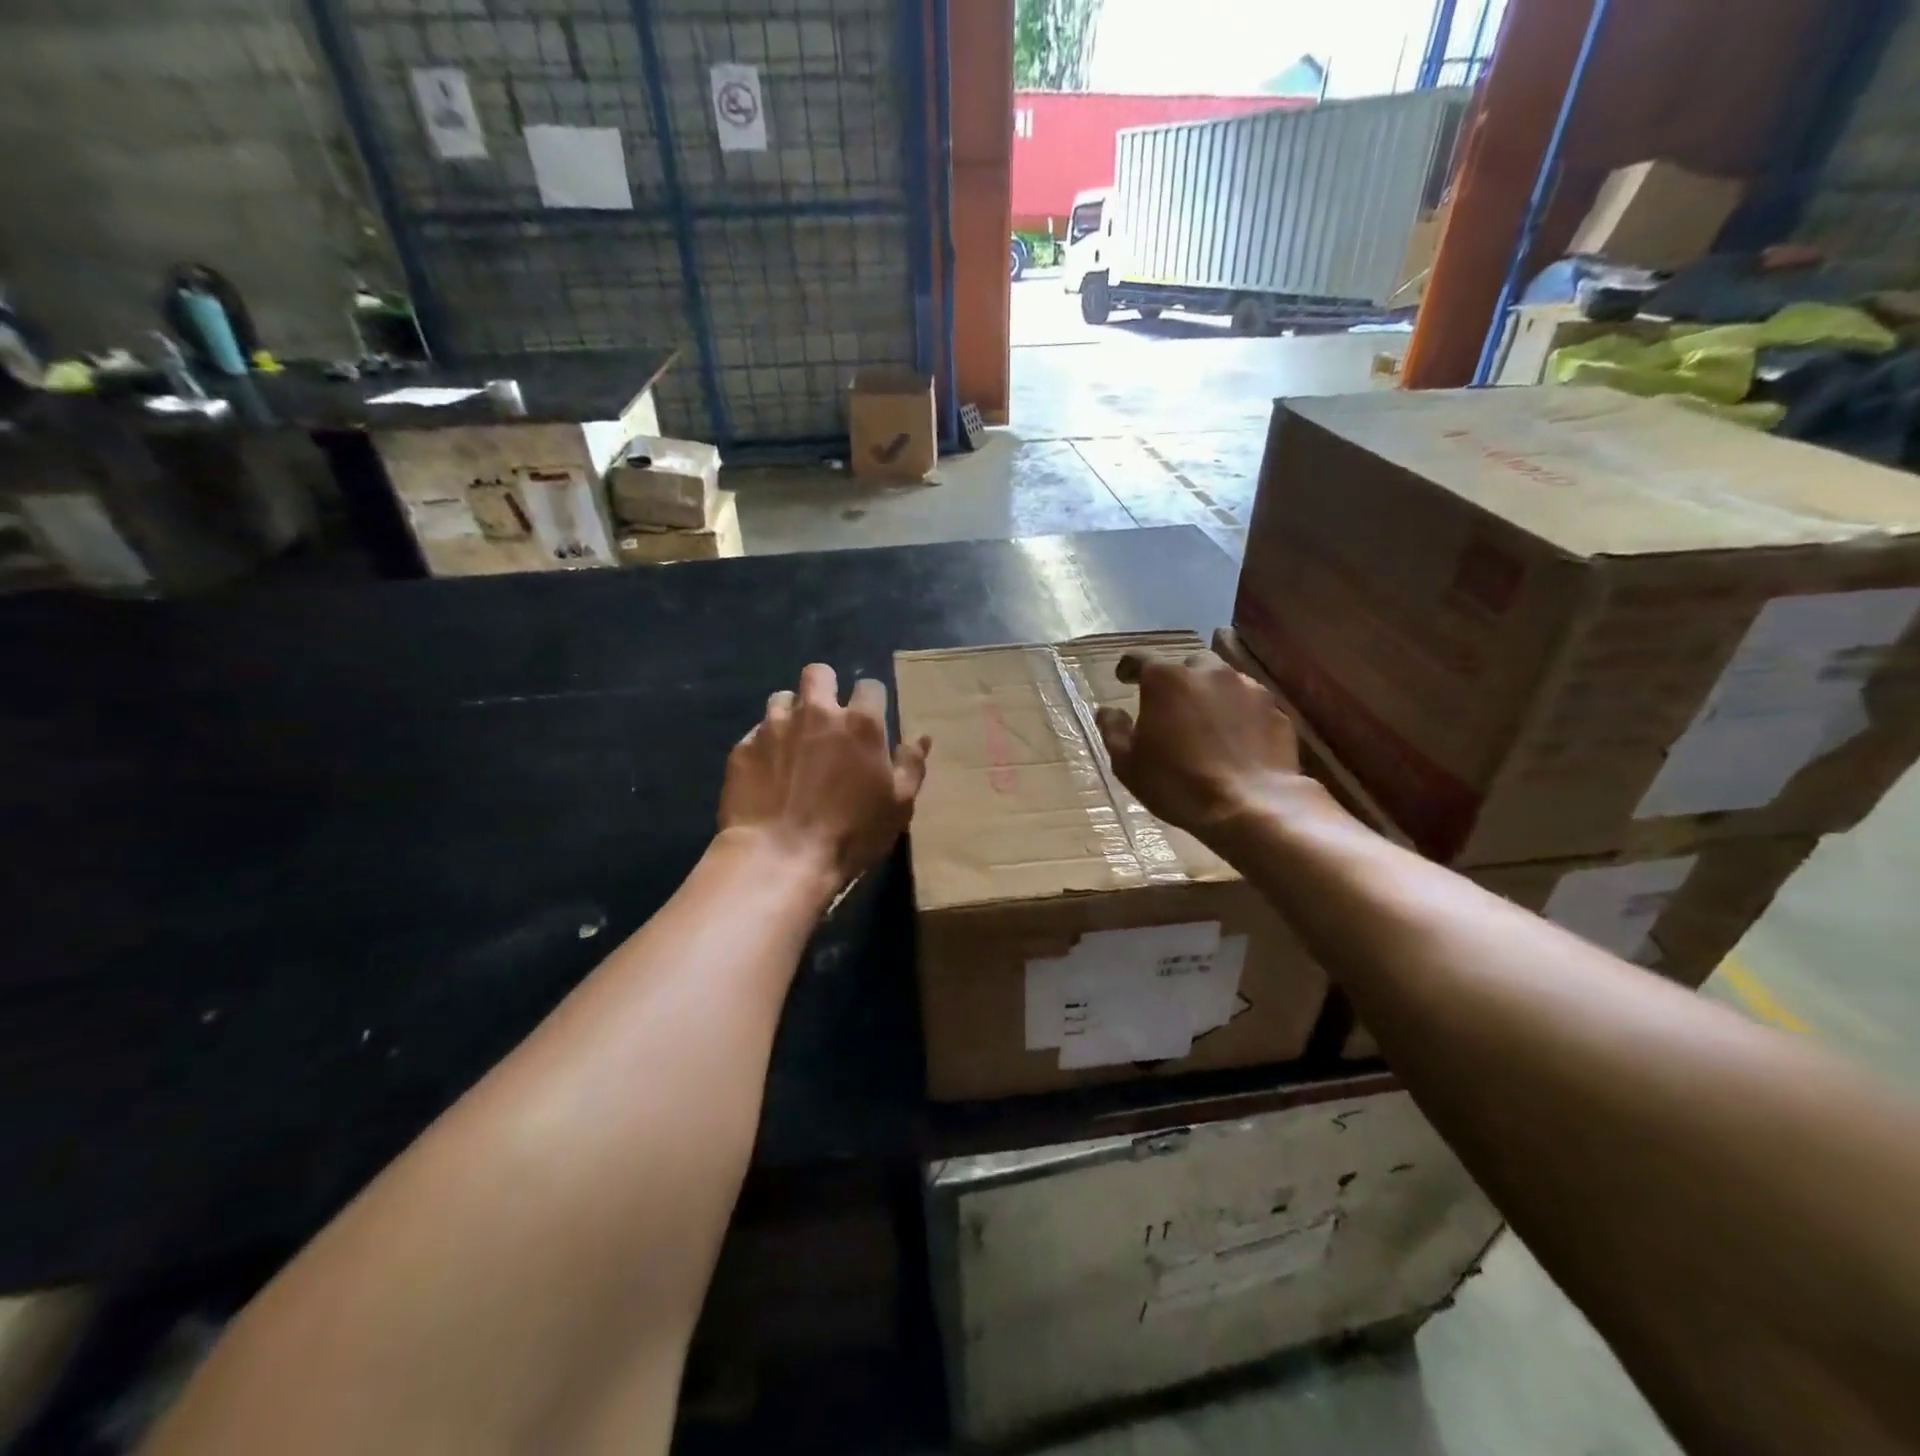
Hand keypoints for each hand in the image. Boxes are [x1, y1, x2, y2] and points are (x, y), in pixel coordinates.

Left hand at [719, 663, 930, 886]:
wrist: (779, 858)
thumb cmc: (850, 834)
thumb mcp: (897, 805)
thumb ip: (911, 766)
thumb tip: (921, 738)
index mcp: (860, 724)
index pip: (870, 686)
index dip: (871, 700)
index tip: (870, 720)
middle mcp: (816, 713)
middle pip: (819, 673)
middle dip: (826, 686)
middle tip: (827, 717)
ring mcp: (774, 727)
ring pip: (782, 697)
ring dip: (791, 713)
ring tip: (794, 742)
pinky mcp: (743, 748)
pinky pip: (756, 733)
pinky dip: (765, 745)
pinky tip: (768, 771)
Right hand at [1093, 651, 1305, 839]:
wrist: (1249, 807)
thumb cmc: (1177, 784)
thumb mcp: (1128, 764)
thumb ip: (1114, 730)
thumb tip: (1107, 711)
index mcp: (1165, 680)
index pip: (1139, 659)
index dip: (1128, 668)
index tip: (1123, 678)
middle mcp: (1207, 672)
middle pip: (1186, 665)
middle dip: (1176, 679)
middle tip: (1169, 704)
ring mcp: (1247, 688)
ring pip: (1222, 680)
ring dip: (1209, 693)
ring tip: (1205, 720)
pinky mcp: (1275, 710)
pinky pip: (1249, 704)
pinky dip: (1238, 714)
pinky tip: (1235, 738)